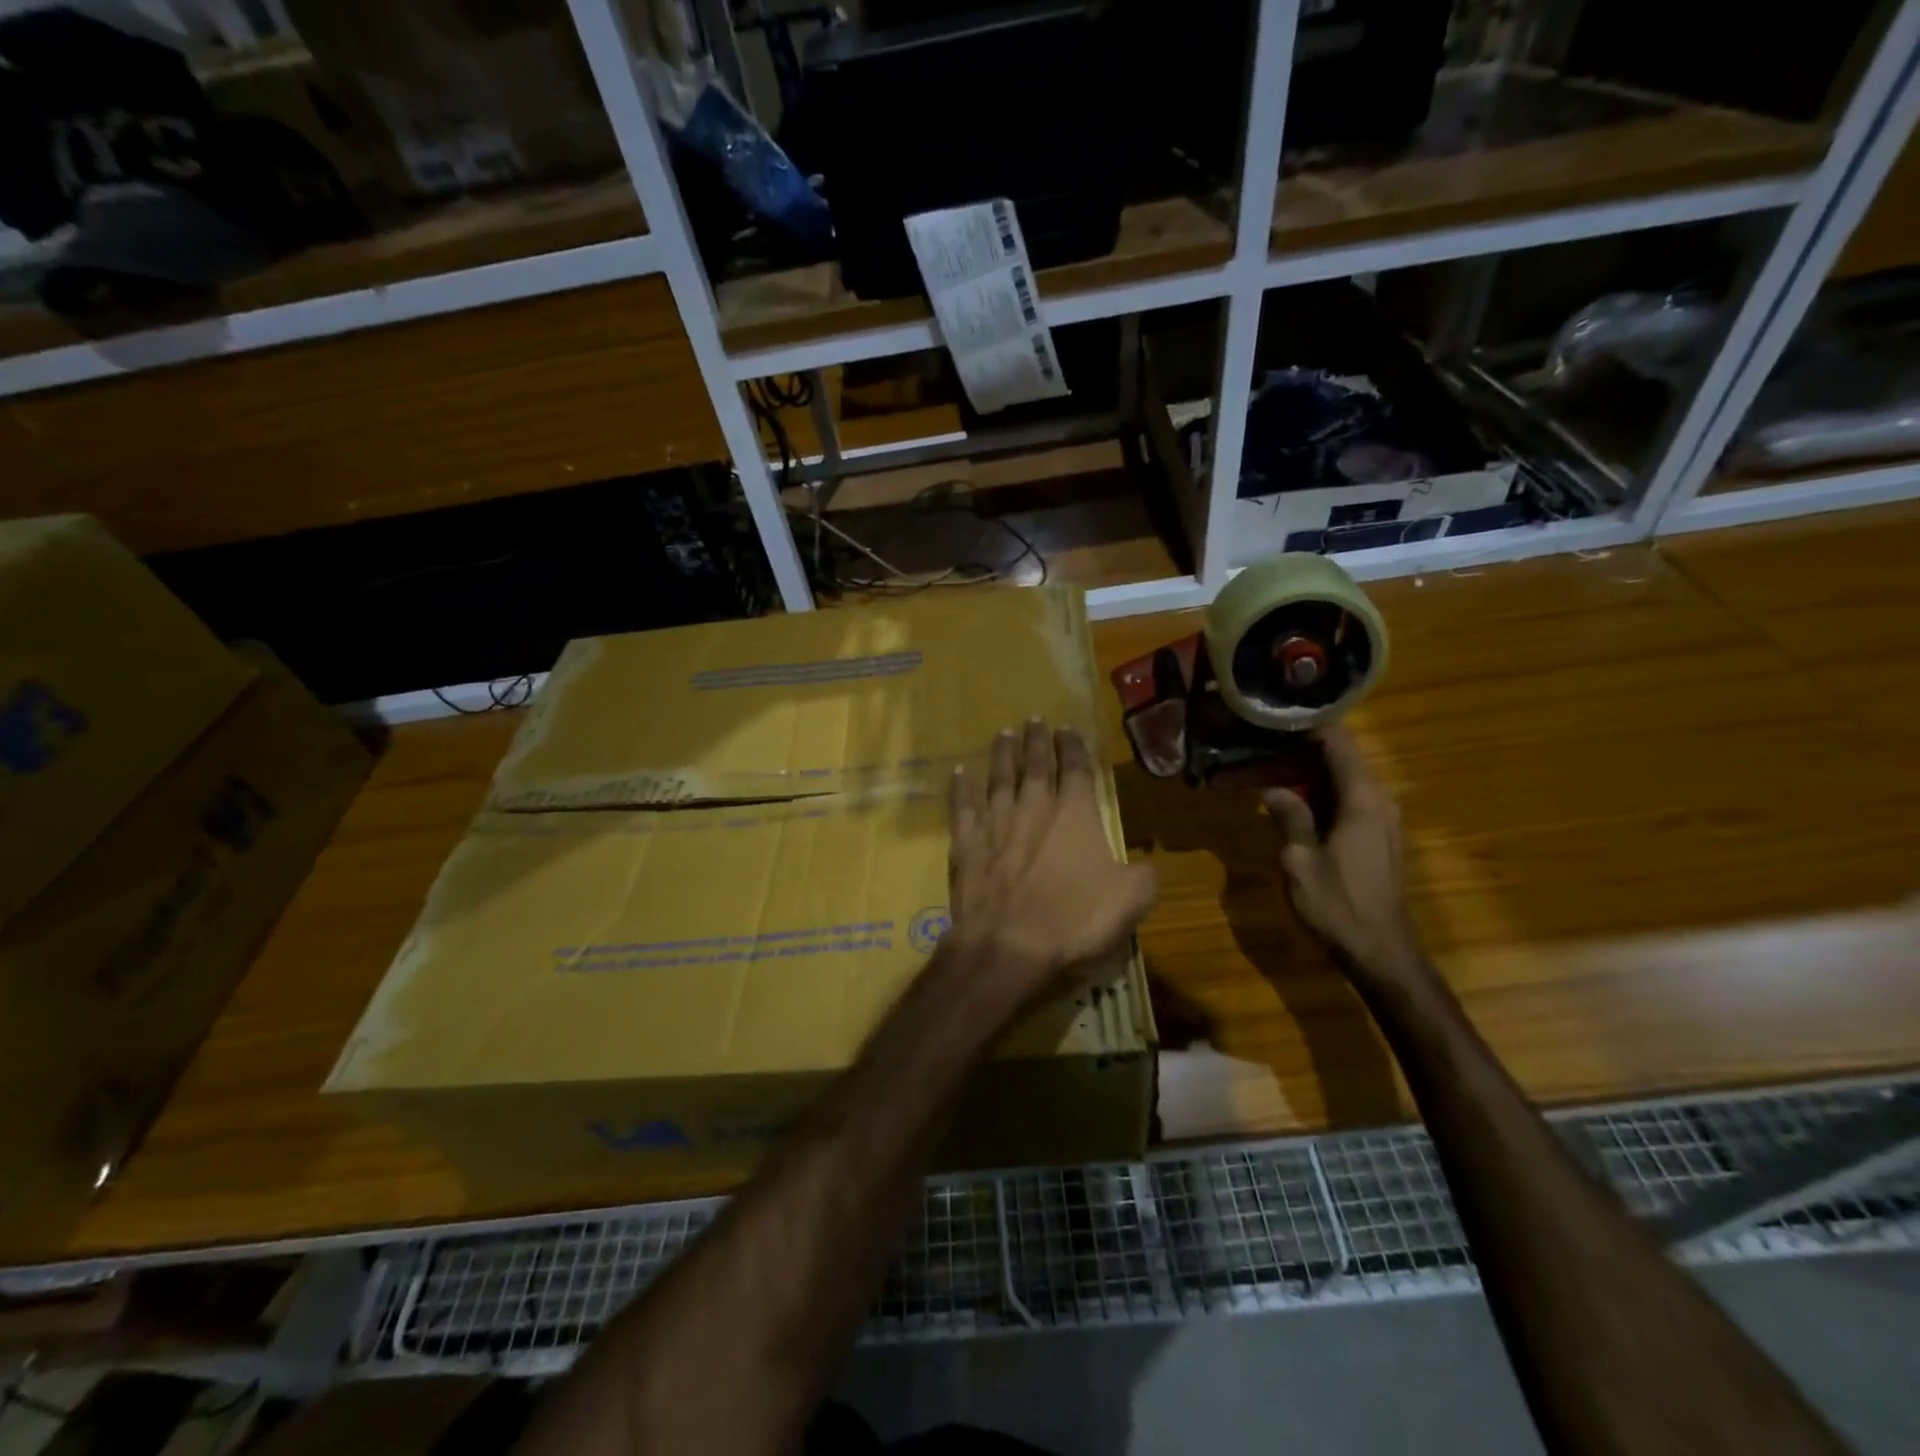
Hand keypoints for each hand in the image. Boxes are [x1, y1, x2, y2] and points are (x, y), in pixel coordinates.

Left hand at [947, 719, 1159, 1005]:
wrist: (1009, 946)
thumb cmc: (1074, 921)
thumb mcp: (1130, 901)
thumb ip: (1144, 875)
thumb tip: (1148, 863)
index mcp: (1076, 815)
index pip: (1077, 769)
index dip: (1074, 746)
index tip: (1068, 727)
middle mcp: (1034, 808)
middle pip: (1035, 764)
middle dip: (1036, 740)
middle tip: (1033, 718)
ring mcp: (996, 823)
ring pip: (999, 777)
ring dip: (1002, 753)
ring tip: (1003, 732)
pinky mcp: (966, 843)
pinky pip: (962, 806)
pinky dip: (960, 787)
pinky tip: (958, 771)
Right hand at [1261, 726, 1424, 984]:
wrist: (1380, 952)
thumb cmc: (1337, 904)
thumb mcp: (1299, 859)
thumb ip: (1289, 816)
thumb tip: (1271, 787)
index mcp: (1362, 799)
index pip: (1339, 742)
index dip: (1308, 724)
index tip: (1274, 714)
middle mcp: (1378, 800)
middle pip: (1341, 757)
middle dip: (1301, 747)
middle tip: (1259, 741)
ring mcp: (1381, 819)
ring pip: (1343, 779)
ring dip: (1308, 771)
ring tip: (1266, 764)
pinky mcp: (1377, 837)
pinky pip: (1347, 799)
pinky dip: (1320, 792)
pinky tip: (1290, 798)